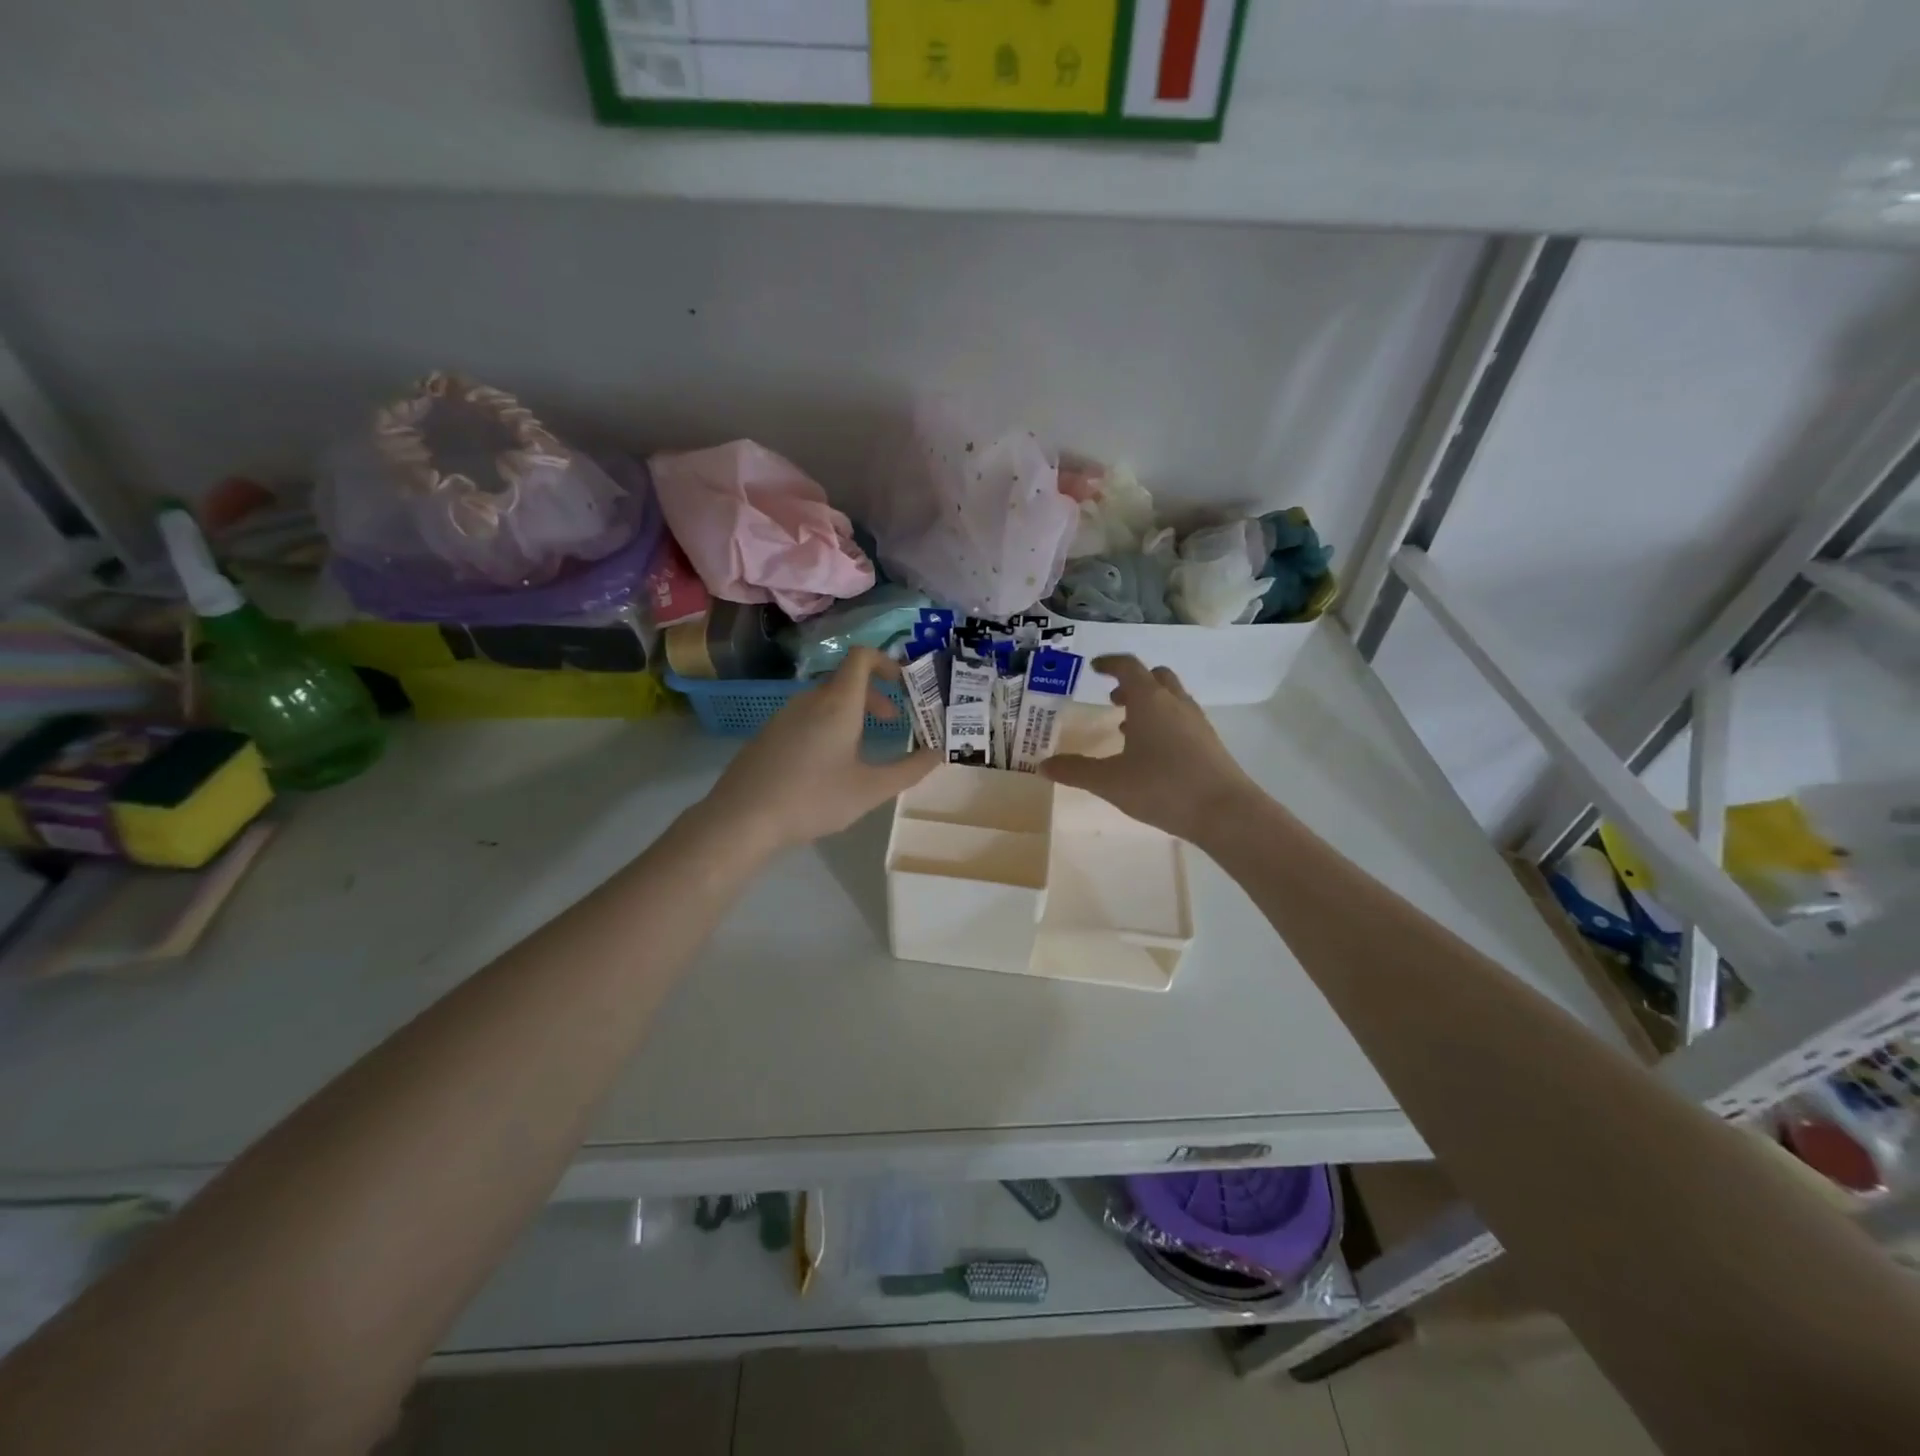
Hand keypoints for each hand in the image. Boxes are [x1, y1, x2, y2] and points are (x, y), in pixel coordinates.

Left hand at [698, 647, 939, 856]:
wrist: (741, 818)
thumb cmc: (813, 799)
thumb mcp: (870, 790)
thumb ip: (909, 770)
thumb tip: (939, 752)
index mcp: (837, 704)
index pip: (862, 657)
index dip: (887, 661)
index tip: (906, 684)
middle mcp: (810, 700)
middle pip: (846, 681)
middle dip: (876, 696)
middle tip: (894, 722)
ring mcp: (784, 715)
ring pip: (826, 700)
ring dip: (852, 713)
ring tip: (863, 748)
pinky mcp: (768, 734)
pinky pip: (806, 717)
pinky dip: (828, 725)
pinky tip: (827, 766)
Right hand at [1040, 655, 1255, 842]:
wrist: (1225, 811)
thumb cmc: (1162, 787)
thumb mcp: (1110, 782)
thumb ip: (1075, 771)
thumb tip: (1043, 765)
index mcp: (1149, 700)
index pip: (1128, 667)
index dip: (1110, 664)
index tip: (1095, 668)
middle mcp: (1175, 702)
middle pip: (1155, 676)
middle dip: (1132, 682)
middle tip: (1113, 699)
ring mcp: (1196, 721)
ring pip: (1171, 698)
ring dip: (1149, 703)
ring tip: (1127, 728)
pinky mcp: (1209, 742)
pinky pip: (1182, 719)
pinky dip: (1164, 723)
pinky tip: (1152, 753)